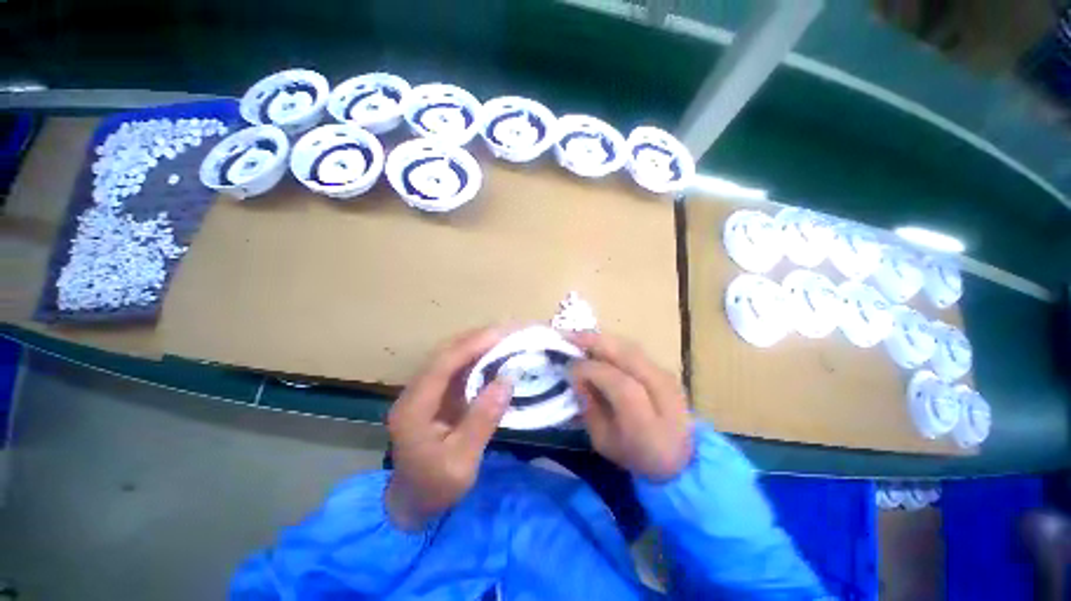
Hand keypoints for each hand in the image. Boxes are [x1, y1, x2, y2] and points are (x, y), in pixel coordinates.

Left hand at [385, 327, 513, 529]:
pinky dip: (476, 357)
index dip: (470, 346)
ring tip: (505, 337)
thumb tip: (507, 380)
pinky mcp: (435, 394)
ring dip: (476, 344)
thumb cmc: (436, 488)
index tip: (500, 335)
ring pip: (450, 356)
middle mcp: (414, 393)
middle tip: (508, 331)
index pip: (441, 365)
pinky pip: (456, 367)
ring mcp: (423, 391)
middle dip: (476, 339)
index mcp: (413, 409)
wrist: (413, 503)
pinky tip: (494, 355)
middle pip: (443, 354)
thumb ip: (482, 421)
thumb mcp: (462, 463)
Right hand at [569, 331, 692, 480]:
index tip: (568, 368)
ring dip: (602, 339)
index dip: (592, 371)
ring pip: (631, 348)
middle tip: (568, 336)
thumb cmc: (635, 455)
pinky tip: (596, 344)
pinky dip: (612, 344)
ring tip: (578, 336)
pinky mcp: (666, 370)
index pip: (620, 385)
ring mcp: (668, 378)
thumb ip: (589, 407)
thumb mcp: (603, 441)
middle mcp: (664, 395)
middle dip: (594, 343)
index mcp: (648, 425)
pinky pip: (634, 350)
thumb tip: (576, 376)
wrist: (679, 457)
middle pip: (629, 357)